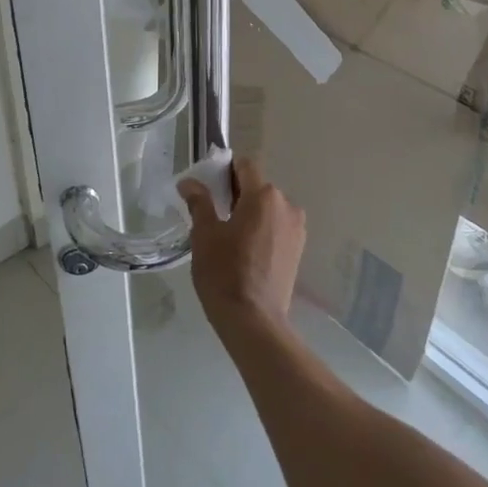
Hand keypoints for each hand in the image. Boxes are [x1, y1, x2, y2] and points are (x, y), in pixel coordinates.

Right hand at [179, 156, 305, 338]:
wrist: (253, 320)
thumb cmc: (225, 272)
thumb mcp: (205, 234)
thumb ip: (199, 202)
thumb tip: (188, 182)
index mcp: (264, 195)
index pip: (245, 166)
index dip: (225, 171)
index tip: (209, 187)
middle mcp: (286, 205)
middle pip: (258, 187)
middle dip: (237, 194)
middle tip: (214, 214)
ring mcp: (296, 228)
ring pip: (269, 208)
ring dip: (251, 213)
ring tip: (230, 236)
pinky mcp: (299, 249)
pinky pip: (277, 226)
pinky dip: (263, 229)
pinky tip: (246, 250)